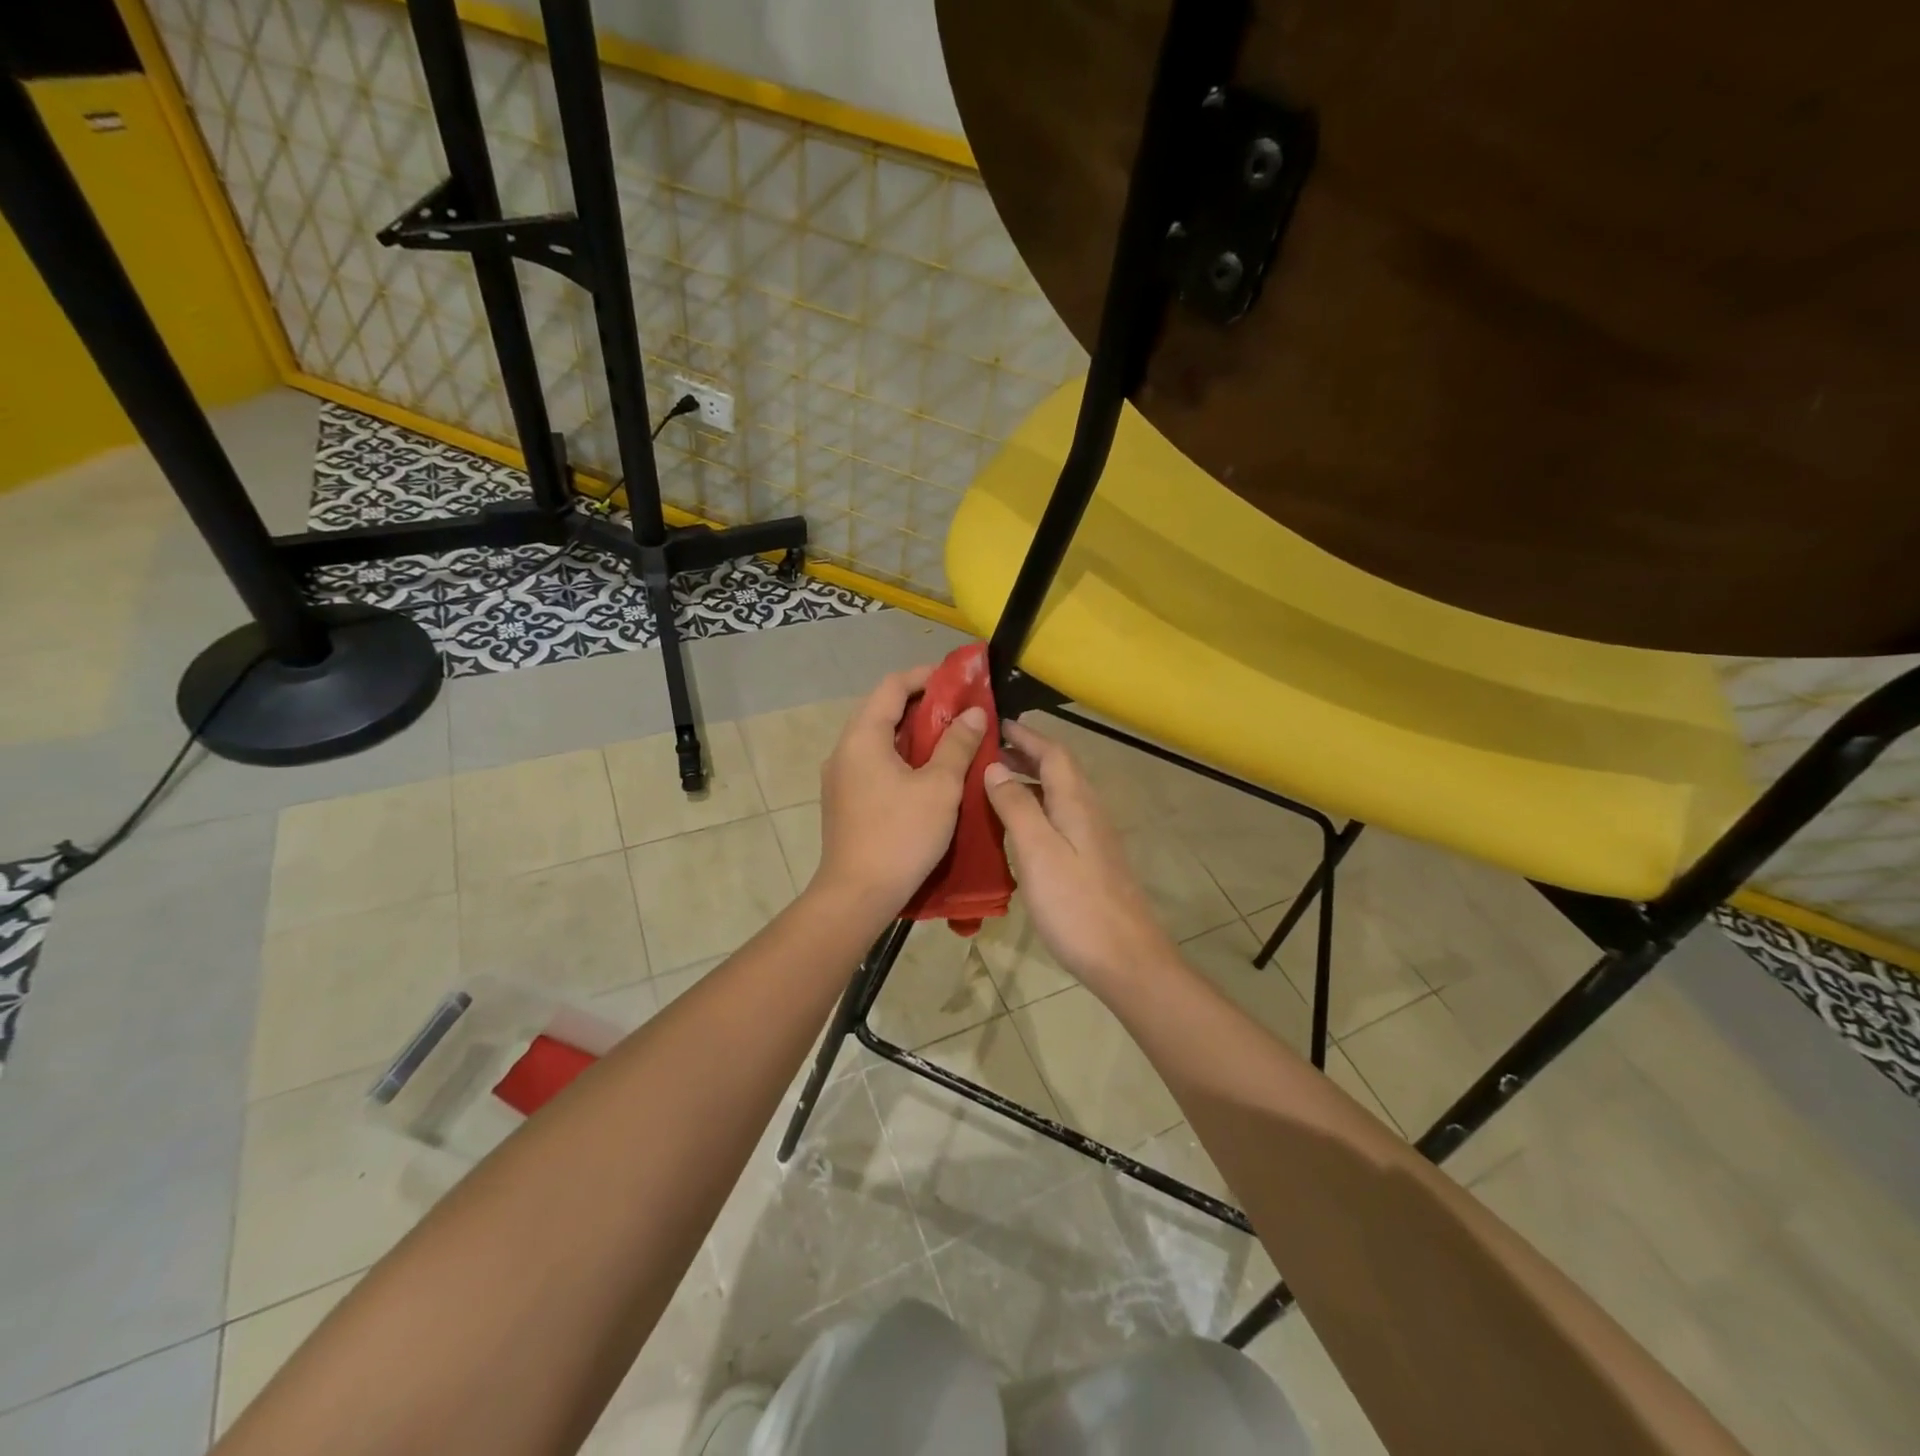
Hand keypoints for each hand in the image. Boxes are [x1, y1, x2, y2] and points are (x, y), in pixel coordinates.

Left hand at [813, 666, 988, 921]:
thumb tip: (975, 712)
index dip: (926, 676)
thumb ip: (958, 745)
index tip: (958, 681)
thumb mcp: (940, 787)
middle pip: (883, 711)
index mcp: (863, 737)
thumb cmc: (901, 835)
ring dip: (914, 735)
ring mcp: (841, 777)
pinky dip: (902, 759)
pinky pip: (875, 764)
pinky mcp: (845, 801)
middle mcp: (844, 750)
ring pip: (880, 740)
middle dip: (924, 706)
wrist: (857, 896)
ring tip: (952, 740)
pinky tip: (929, 774)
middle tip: (962, 711)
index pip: (892, 686)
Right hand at [982, 719, 1176, 992]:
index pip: (1052, 752)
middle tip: (986, 750)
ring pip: (1058, 794)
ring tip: (991, 783)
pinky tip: (1014, 827)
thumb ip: (1017, 806)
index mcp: (1076, 802)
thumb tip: (996, 767)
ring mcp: (1091, 837)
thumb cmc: (1076, 904)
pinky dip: (1034, 809)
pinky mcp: (1090, 861)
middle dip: (1025, 754)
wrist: (1125, 958)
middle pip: (1057, 770)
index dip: (1025, 735)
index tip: (994, 723)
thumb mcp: (1038, 851)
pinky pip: (1058, 818)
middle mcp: (1088, 811)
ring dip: (1028, 781)